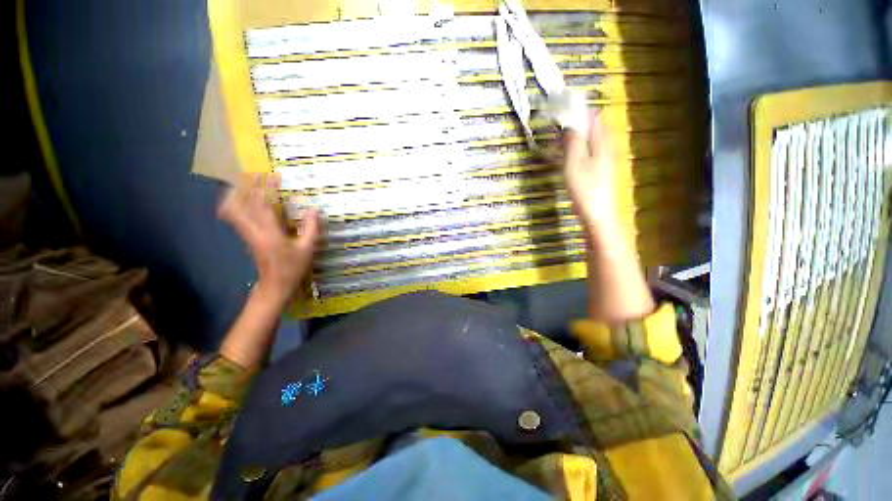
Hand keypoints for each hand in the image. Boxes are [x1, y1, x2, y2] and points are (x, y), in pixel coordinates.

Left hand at [218, 174, 320, 303]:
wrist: (274, 287)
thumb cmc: (292, 269)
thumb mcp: (307, 250)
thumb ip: (311, 229)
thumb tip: (314, 210)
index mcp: (269, 234)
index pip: (264, 205)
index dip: (267, 188)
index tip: (273, 175)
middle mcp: (253, 231)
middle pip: (239, 204)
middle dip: (244, 187)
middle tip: (254, 174)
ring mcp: (247, 234)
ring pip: (232, 209)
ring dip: (237, 193)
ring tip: (245, 182)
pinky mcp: (246, 237)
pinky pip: (235, 216)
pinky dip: (236, 203)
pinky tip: (244, 199)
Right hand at [563, 111, 620, 233]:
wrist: (598, 214)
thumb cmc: (585, 188)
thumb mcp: (574, 163)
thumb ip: (573, 142)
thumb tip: (569, 123)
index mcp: (602, 142)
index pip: (595, 116)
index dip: (580, 110)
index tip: (563, 110)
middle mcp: (607, 147)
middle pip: (594, 128)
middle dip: (577, 124)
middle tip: (558, 127)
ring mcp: (605, 160)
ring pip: (591, 141)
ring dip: (577, 137)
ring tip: (560, 141)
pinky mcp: (601, 171)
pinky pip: (590, 152)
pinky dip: (579, 149)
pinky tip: (569, 158)